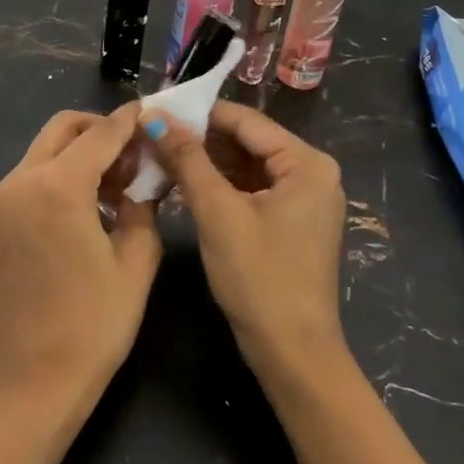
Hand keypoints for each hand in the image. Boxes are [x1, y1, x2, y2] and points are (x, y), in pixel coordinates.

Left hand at [0, 104, 162, 406]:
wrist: (34, 380)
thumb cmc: (95, 323)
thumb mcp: (137, 261)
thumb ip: (144, 206)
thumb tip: (145, 180)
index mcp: (58, 187)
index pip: (101, 134)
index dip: (129, 120)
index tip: (152, 111)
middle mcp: (22, 182)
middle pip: (63, 129)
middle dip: (100, 129)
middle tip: (135, 152)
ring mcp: (2, 202)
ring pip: (45, 151)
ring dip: (80, 152)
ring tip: (119, 182)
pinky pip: (32, 179)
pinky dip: (61, 175)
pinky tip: (91, 205)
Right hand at [147, 102, 447, 463]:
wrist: (292, 354)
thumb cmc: (258, 277)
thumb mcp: (218, 213)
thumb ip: (187, 159)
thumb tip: (154, 115)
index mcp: (307, 163)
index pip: (245, 120)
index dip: (198, 113)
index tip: (155, 110)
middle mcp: (312, 172)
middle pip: (247, 141)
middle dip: (200, 138)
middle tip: (151, 134)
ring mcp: (303, 199)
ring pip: (246, 165)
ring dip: (207, 162)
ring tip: (159, 155)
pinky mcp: (290, 222)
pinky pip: (251, 189)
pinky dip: (220, 185)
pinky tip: (184, 183)